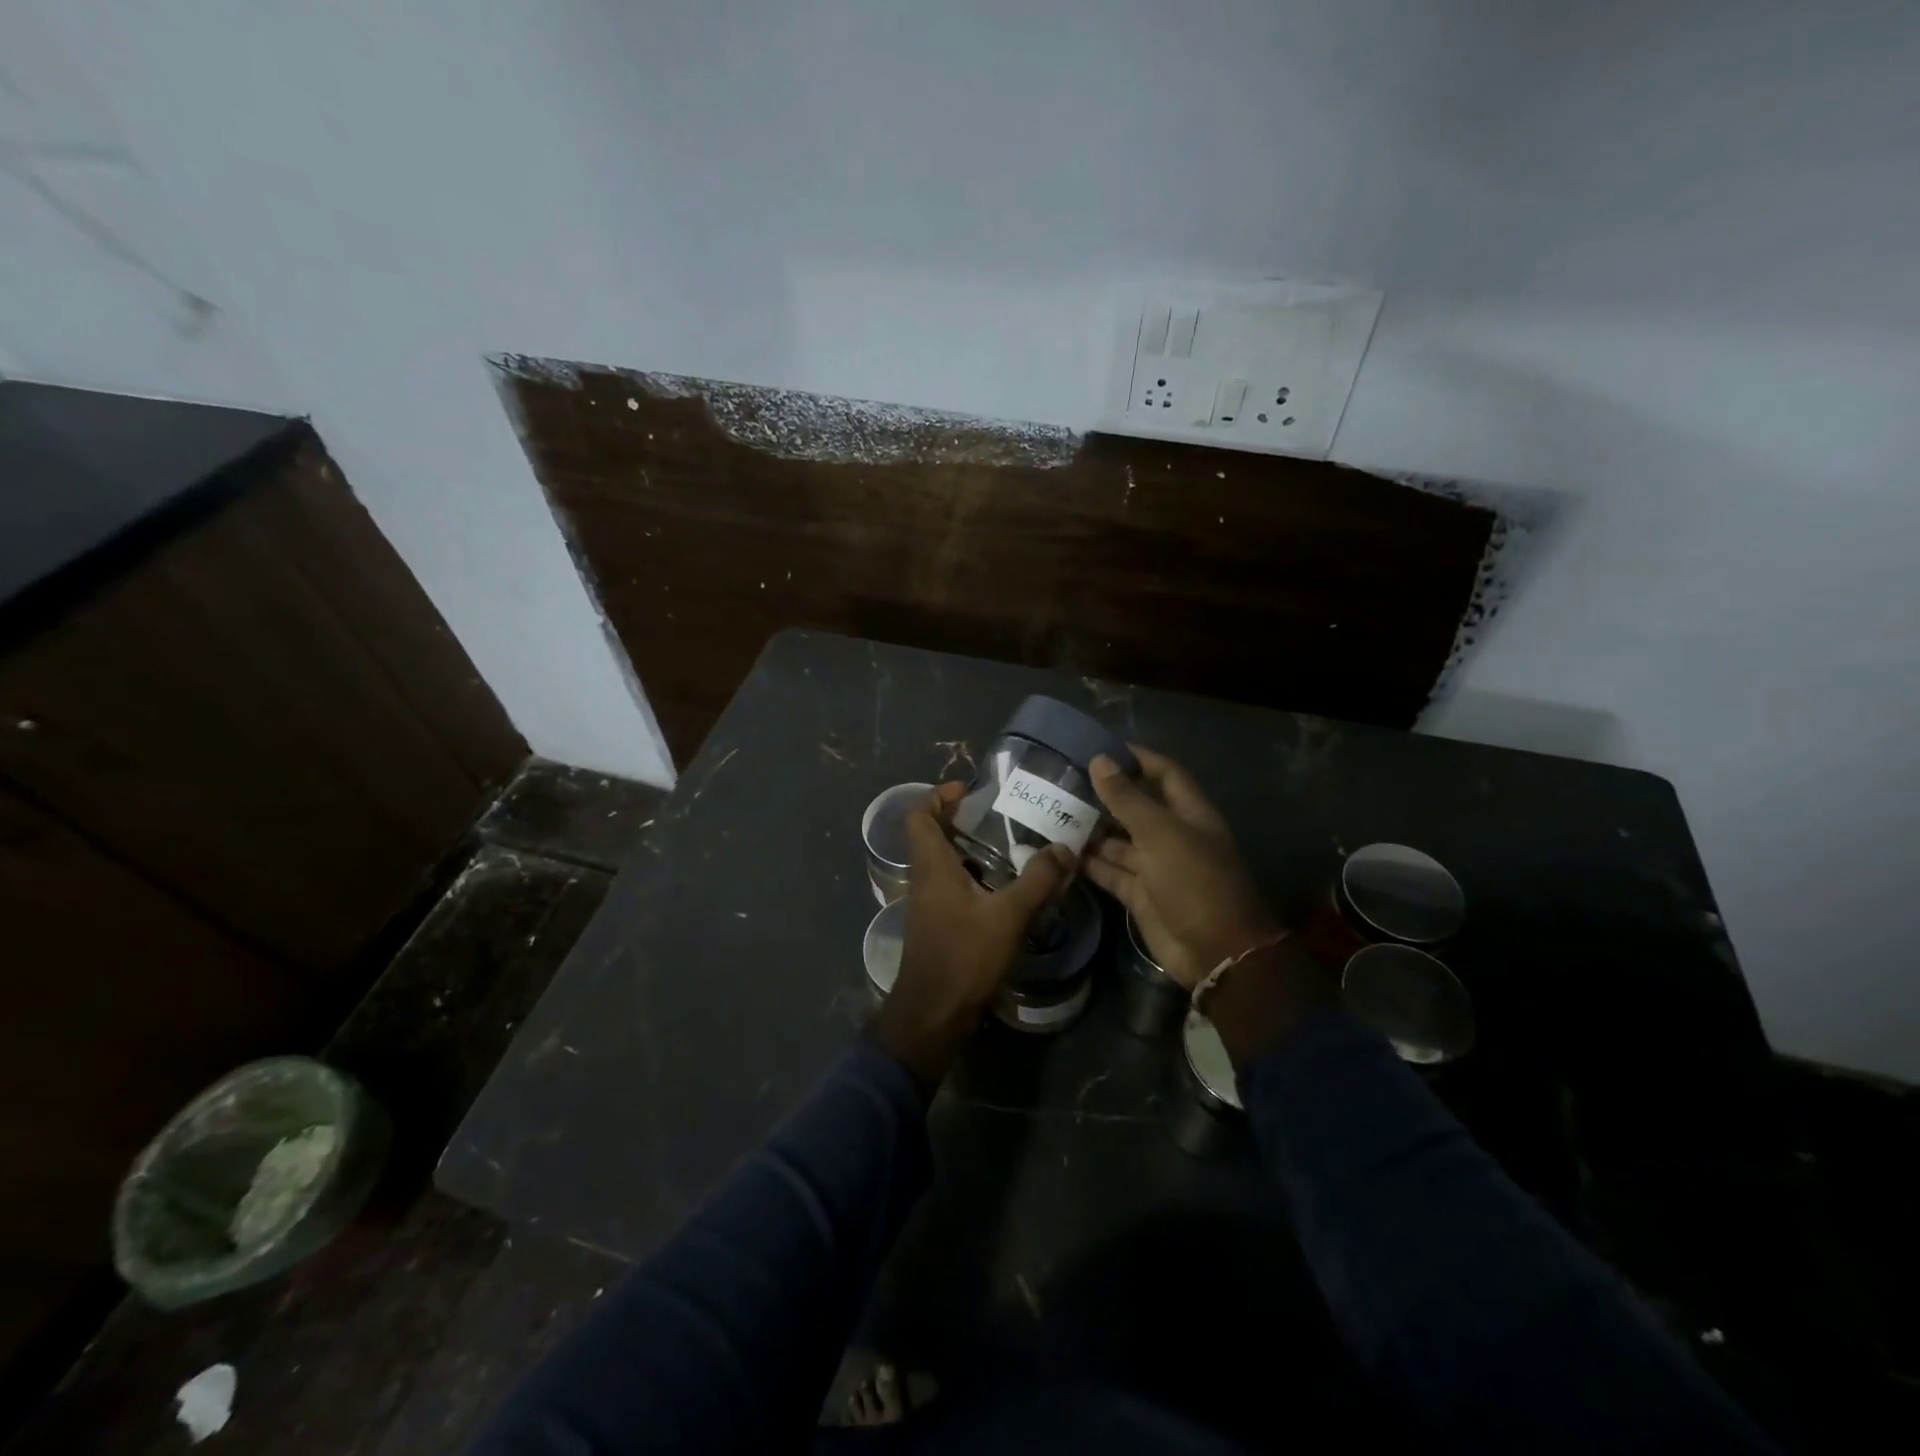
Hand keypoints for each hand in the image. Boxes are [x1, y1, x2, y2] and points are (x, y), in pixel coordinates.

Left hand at [869, 782, 1074, 1092]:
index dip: (938, 796)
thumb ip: (1038, 880)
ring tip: (1010, 846)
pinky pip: (951, 886)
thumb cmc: (964, 956)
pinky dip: (973, 877)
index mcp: (932, 866)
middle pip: (932, 835)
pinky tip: (1005, 888)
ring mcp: (928, 904)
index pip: (918, 815)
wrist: (933, 1014)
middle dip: (961, 820)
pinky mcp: (937, 924)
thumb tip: (1064, 847)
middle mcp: (924, 879)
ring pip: (943, 863)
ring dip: (969, 850)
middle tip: (999, 815)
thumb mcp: (1008, 915)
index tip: (969, 790)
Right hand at [1084, 746, 1283, 989]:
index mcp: (1189, 814)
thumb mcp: (1160, 833)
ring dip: (1091, 829)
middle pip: (1136, 807)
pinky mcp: (1140, 894)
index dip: (1137, 758)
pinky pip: (1110, 871)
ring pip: (1118, 841)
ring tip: (1053, 814)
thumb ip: (1127, 799)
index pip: (1164, 774)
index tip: (1100, 748)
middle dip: (1105, 795)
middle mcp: (1172, 836)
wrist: (1214, 952)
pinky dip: (1089, 863)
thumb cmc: (1194, 881)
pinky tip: (1060, 851)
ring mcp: (1155, 867)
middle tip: (1063, 782)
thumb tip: (1100, 760)